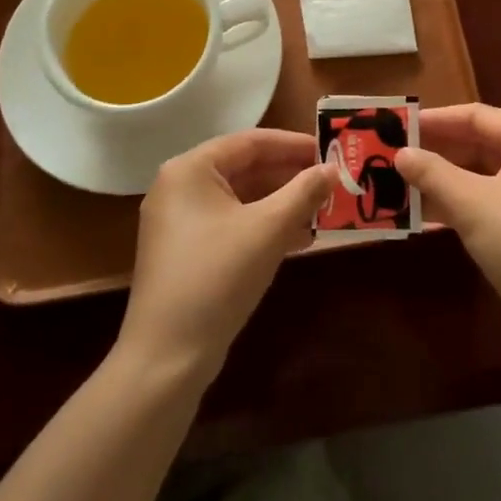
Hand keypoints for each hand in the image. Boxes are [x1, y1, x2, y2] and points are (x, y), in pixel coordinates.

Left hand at [118, 129, 334, 386]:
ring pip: (241, 198)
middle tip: (331, 179)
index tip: (329, 150)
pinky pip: (232, 224)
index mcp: (190, 169)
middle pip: (245, 168)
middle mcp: (180, 187)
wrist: (167, 358)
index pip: (250, 141)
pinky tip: (299, 238)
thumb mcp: (268, 229)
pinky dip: (263, 226)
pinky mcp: (186, 252)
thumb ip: (304, 192)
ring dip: (281, 202)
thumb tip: (333, 168)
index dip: (293, 144)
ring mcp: (180, 222)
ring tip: (323, 208)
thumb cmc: (217, 277)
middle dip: (290, 175)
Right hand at [396, 104, 500, 352]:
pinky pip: (485, 203)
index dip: (438, 118)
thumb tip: (400, 153)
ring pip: (480, 176)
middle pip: (479, 144)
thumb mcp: (471, 203)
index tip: (400, 124)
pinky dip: (456, 204)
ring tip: (399, 182)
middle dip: (437, 150)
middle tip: (395, 153)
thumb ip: (432, 173)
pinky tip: (422, 214)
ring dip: (442, 180)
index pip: (478, 116)